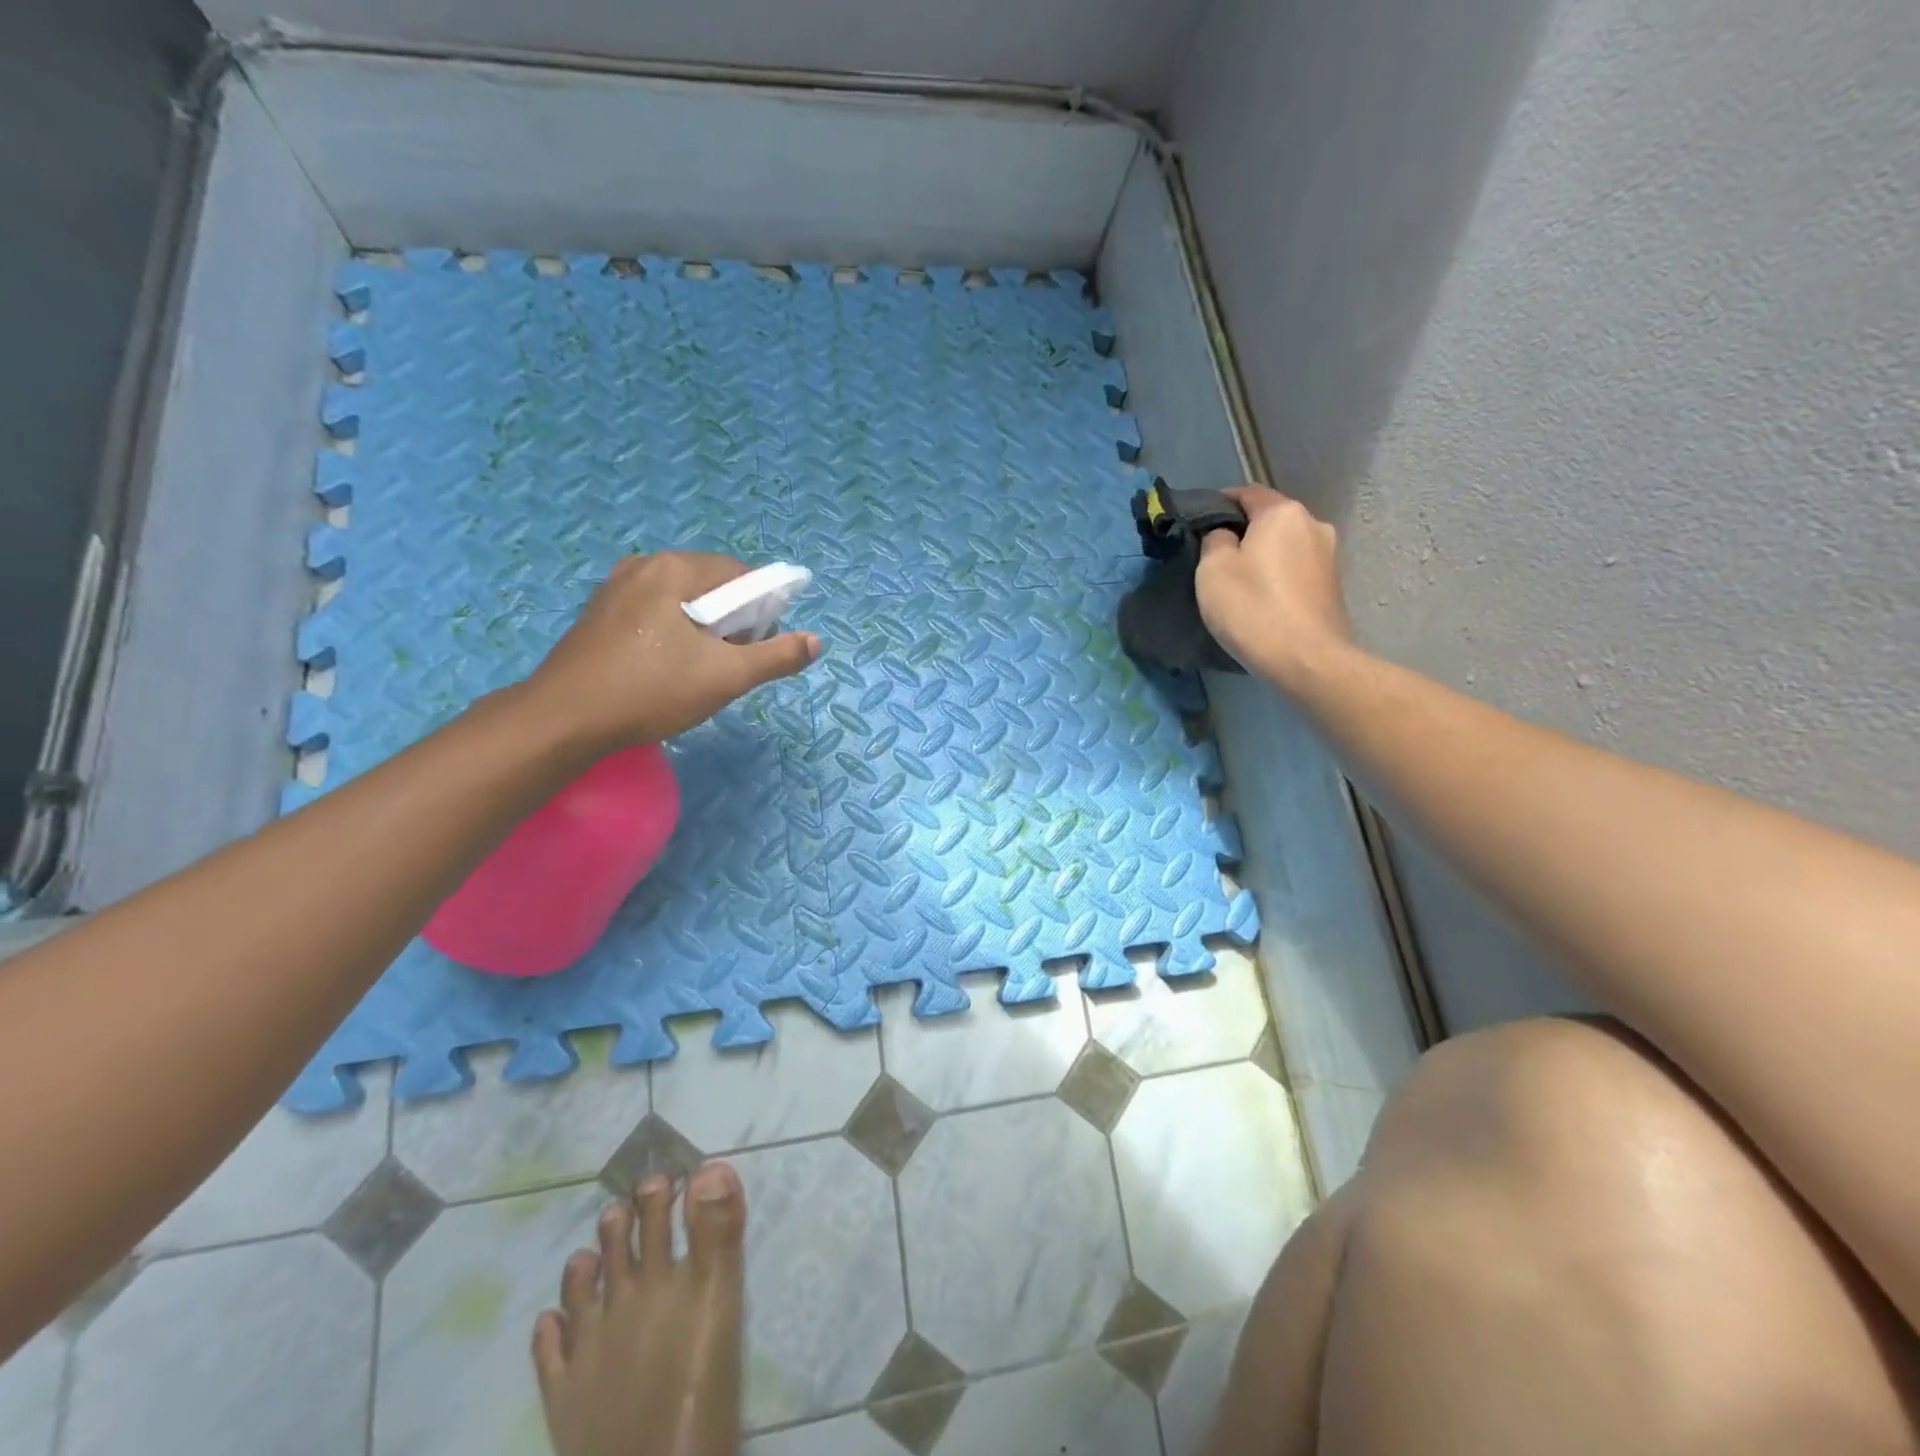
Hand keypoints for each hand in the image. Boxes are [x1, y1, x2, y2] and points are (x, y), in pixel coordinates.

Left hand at [521, 553, 820, 753]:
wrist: (564, 720)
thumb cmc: (651, 691)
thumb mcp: (726, 677)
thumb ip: (776, 657)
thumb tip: (815, 642)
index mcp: (674, 569)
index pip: (740, 574)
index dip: (761, 609)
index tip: (757, 647)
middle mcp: (643, 566)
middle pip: (710, 584)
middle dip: (731, 620)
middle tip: (729, 663)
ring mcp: (614, 588)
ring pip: (681, 600)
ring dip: (702, 629)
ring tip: (699, 670)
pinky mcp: (598, 613)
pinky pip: (653, 612)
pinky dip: (673, 633)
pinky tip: (666, 669)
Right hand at [1196, 485, 1353, 688]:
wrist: (1307, 659)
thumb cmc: (1253, 608)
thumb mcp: (1212, 570)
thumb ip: (1215, 540)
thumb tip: (1225, 534)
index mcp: (1282, 512)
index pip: (1247, 493)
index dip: (1220, 503)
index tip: (1198, 523)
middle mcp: (1313, 524)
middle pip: (1270, 519)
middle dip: (1244, 532)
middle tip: (1215, 557)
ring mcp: (1329, 555)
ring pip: (1285, 545)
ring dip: (1263, 556)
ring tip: (1239, 581)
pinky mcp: (1333, 585)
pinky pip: (1296, 569)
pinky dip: (1278, 576)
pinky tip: (1263, 598)